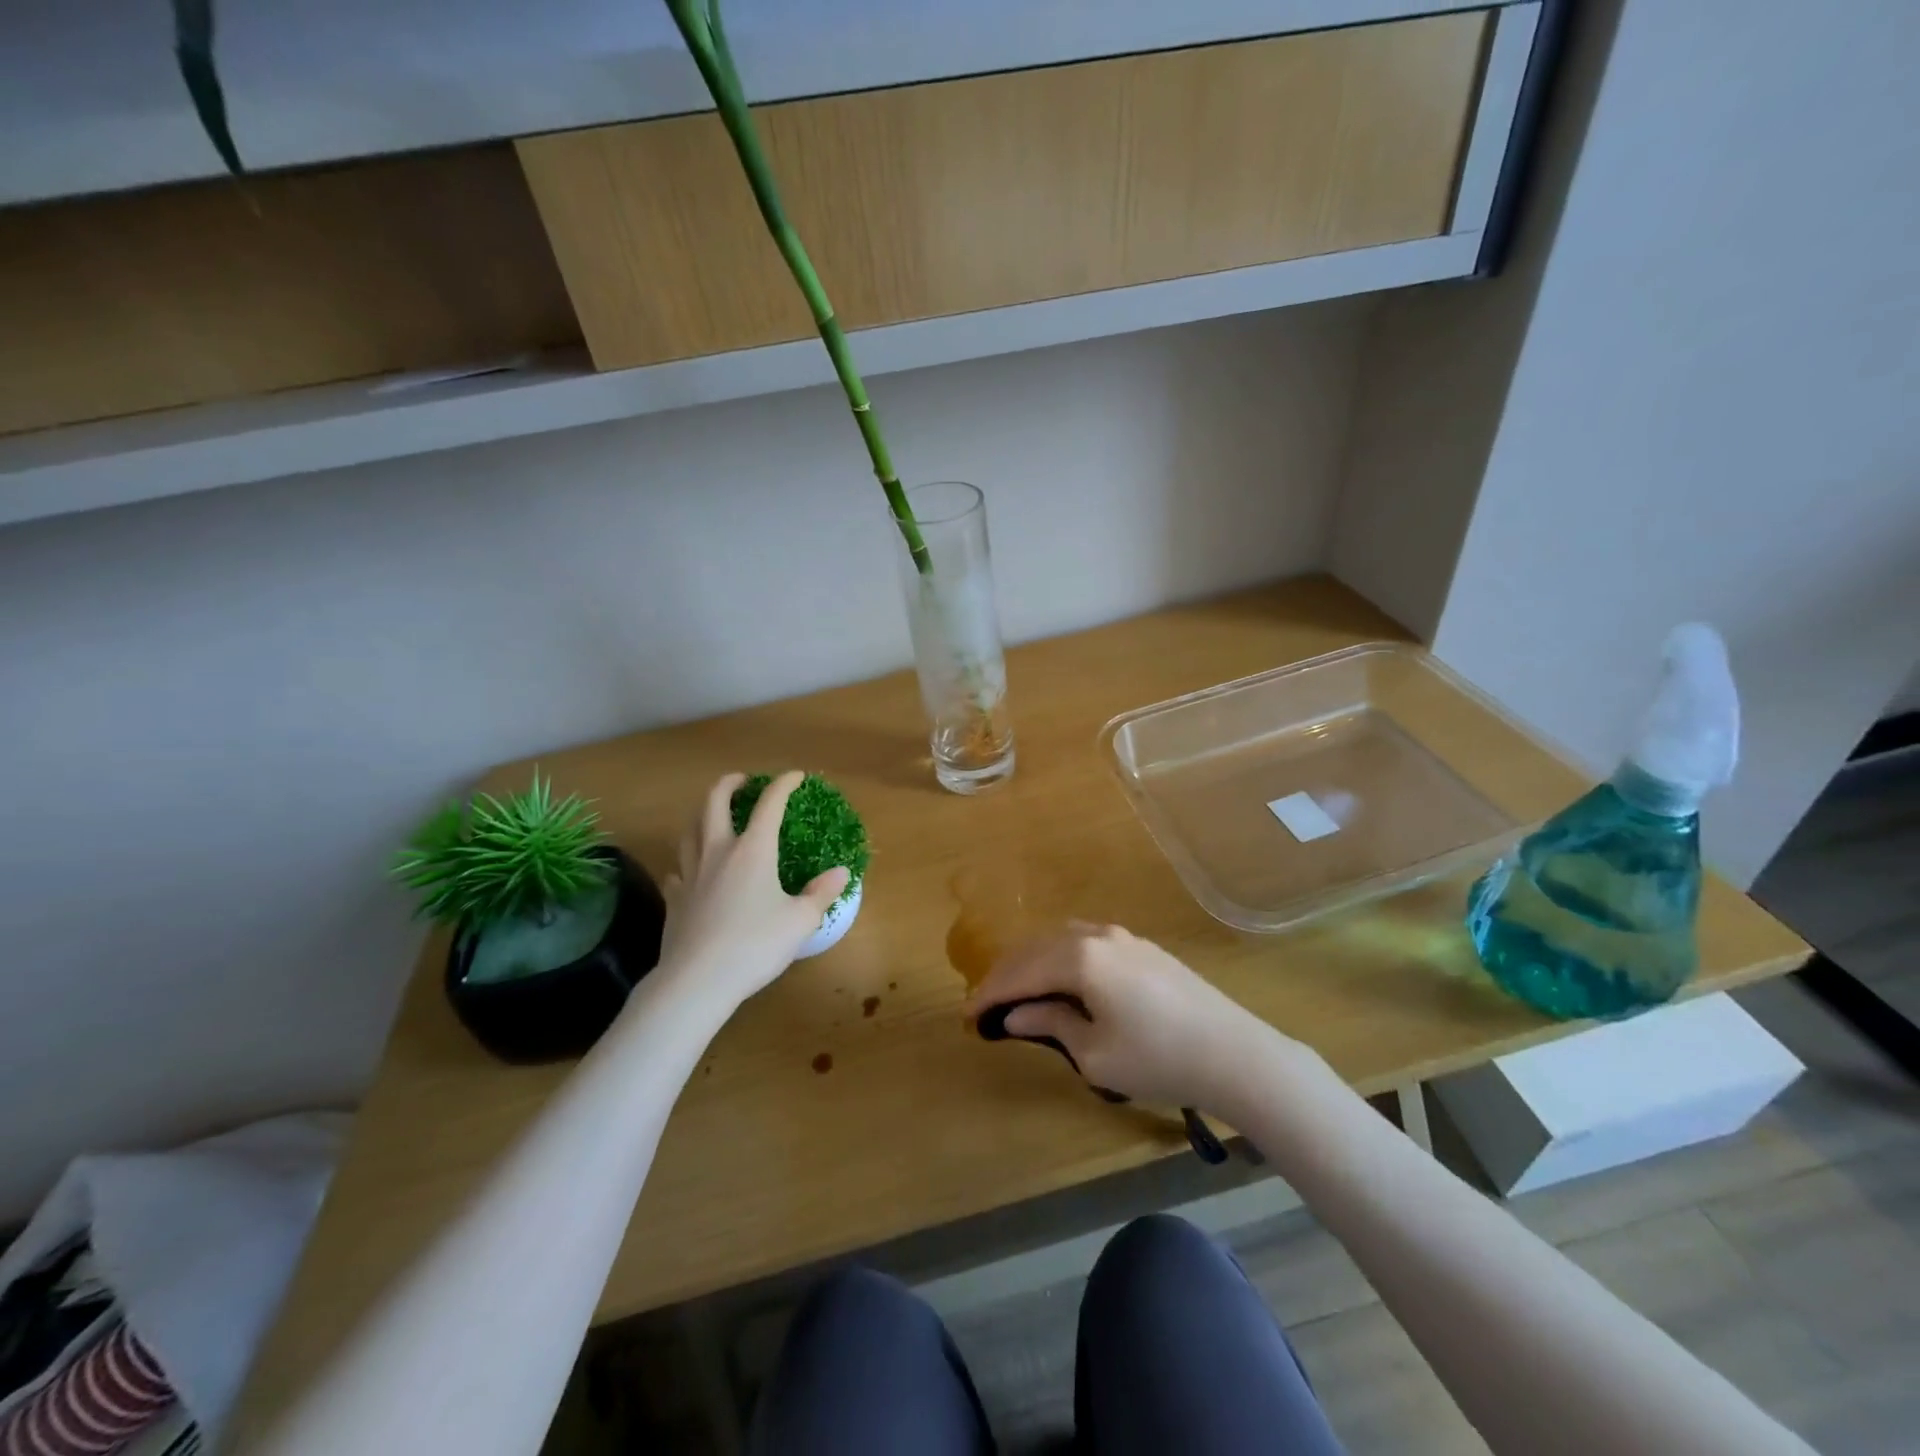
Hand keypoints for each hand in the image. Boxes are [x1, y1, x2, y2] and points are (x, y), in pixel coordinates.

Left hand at [653, 772, 849, 1010]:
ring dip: (701, 813)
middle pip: (714, 803)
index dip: (783, 785)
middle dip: (728, 784)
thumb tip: (841, 872)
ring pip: (689, 830)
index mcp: (753, 850)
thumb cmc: (755, 945)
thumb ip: (821, 893)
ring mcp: (690, 874)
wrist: (697, 981)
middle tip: (741, 781)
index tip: (795, 776)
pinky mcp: (674, 899)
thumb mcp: (800, 921)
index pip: (769, 804)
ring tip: (712, 814)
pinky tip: (690, 871)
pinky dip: (686, 862)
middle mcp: (718, 852)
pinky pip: (677, 870)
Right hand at [964, 923, 1292, 1113]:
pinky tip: (1058, 977)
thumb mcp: (1094, 1054)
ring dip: (1032, 962)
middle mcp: (1096, 935)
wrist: (1234, 1053)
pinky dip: (1059, 957)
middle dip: (1005, 974)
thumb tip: (1013, 1014)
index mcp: (1079, 958)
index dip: (989, 994)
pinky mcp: (1140, 946)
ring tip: (1015, 990)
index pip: (1019, 972)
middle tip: (983, 1003)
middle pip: (1035, 948)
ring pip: (1059, 939)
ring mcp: (1121, 936)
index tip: (966, 1016)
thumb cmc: (1158, 1059)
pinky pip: (1084, 941)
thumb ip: (1050, 1023)